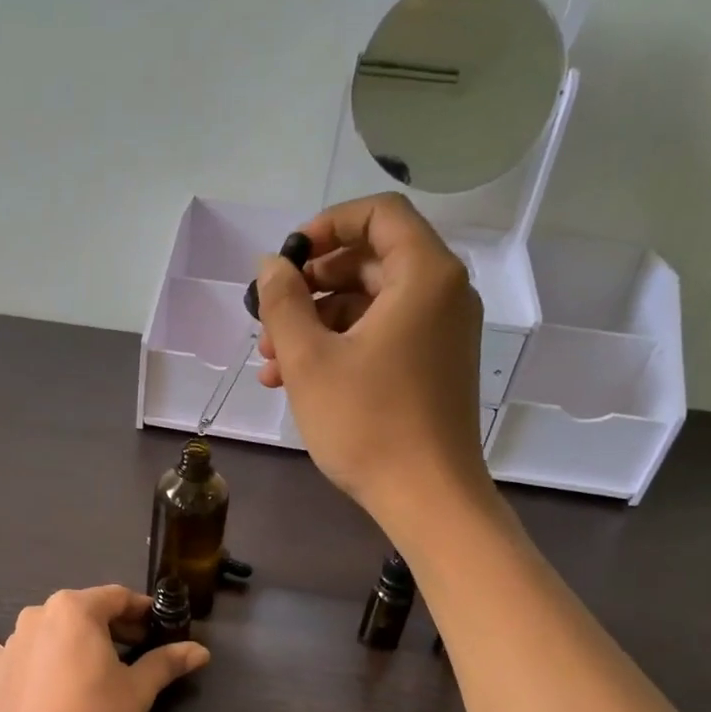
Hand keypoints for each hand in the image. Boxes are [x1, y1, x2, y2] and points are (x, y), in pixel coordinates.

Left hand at [0, 585, 209, 711]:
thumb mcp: (137, 692)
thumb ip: (166, 664)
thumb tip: (201, 651)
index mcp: (77, 609)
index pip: (119, 598)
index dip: (144, 613)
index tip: (161, 631)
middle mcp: (41, 613)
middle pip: (86, 612)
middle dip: (113, 627)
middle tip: (137, 653)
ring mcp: (12, 640)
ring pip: (48, 628)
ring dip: (69, 636)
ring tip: (89, 656)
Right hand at [254, 192, 491, 525]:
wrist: (426, 496)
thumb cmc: (367, 423)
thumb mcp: (310, 360)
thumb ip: (283, 303)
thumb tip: (271, 265)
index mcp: (424, 275)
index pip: (378, 215)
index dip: (325, 226)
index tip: (286, 260)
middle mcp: (442, 295)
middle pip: (370, 262)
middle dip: (310, 288)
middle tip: (268, 320)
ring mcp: (440, 334)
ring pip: (369, 306)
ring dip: (316, 325)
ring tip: (270, 364)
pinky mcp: (432, 368)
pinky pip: (382, 338)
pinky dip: (340, 349)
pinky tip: (294, 381)